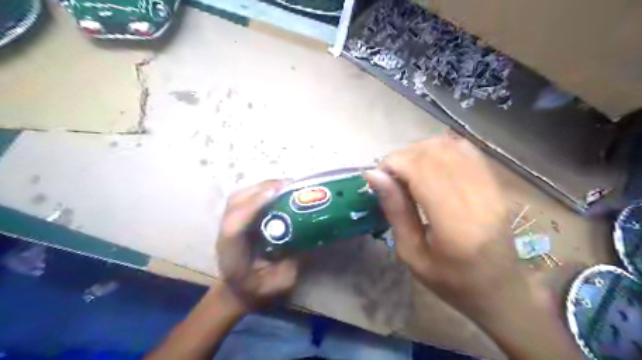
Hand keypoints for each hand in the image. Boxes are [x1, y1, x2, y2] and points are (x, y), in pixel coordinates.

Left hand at [214, 181, 296, 310]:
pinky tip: (277, 192)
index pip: (235, 226)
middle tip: (290, 186)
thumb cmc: (258, 290)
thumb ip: (293, 261)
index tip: (276, 192)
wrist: (237, 291)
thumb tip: (310, 235)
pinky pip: (244, 198)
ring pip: (239, 196)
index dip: (253, 205)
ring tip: (286, 187)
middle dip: (262, 189)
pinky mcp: (235, 219)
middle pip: (235, 203)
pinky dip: (260, 191)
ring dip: (262, 187)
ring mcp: (228, 224)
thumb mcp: (280, 283)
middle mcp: (226, 235)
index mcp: (233, 254)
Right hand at [366, 134, 585, 359]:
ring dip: (420, 151)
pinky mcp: (496, 184)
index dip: (394, 163)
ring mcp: (492, 188)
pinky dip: (440, 150)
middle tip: (390, 175)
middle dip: (403, 156)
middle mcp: (478, 199)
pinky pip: (466, 150)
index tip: (378, 175)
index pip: (421, 170)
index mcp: (455, 225)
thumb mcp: (412, 254)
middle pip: (434, 153)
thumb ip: (396, 211)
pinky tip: (429, 165)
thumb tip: (375, 175)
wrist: (501, 291)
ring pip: (449, 146)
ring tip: (407, 170)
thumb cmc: (450, 281)